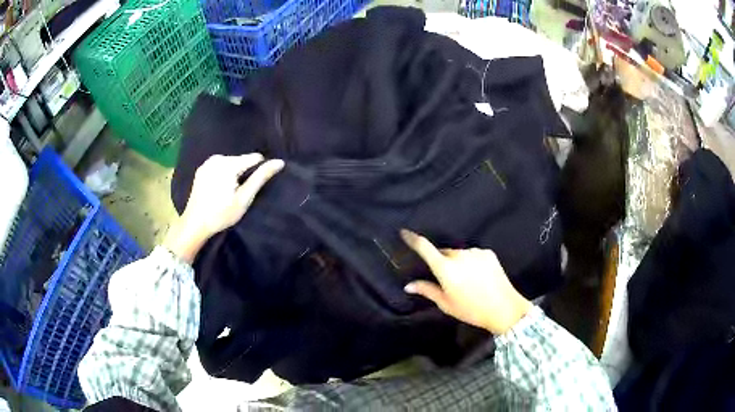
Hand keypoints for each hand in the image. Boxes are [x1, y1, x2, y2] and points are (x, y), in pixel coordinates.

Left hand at [165, 154, 283, 262]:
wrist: (195, 224)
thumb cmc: (221, 214)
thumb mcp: (244, 198)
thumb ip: (261, 177)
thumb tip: (279, 162)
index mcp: (228, 164)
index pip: (254, 158)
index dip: (259, 171)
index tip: (254, 186)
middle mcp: (217, 158)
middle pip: (241, 160)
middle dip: (245, 172)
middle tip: (240, 193)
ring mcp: (207, 163)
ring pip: (231, 163)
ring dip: (234, 174)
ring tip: (230, 192)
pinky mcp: (201, 169)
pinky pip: (219, 166)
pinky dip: (224, 174)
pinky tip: (220, 189)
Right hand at [401, 230, 531, 334]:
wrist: (504, 308)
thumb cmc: (471, 310)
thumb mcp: (446, 304)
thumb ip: (427, 290)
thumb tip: (408, 285)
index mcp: (445, 268)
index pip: (425, 247)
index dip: (413, 239)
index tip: (404, 232)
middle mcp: (459, 255)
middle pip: (443, 253)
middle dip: (441, 262)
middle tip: (447, 279)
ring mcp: (475, 252)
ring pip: (459, 254)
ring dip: (457, 262)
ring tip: (466, 280)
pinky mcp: (488, 253)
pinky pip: (473, 254)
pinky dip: (471, 262)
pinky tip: (478, 276)